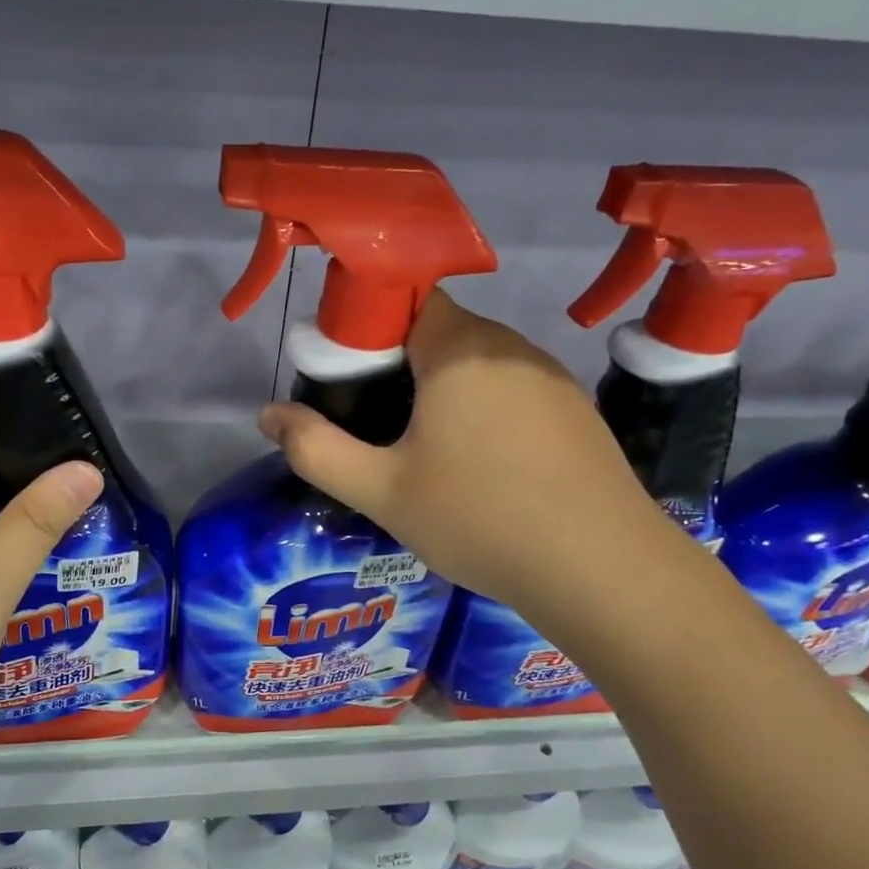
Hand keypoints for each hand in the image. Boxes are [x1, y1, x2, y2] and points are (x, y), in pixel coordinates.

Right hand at [259, 291, 667, 637]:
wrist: (600, 569)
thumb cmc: (479, 519)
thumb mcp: (381, 491)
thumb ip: (315, 450)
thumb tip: (268, 414)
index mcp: (460, 350)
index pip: (407, 298)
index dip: (370, 327)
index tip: (350, 377)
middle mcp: (510, 347)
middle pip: (442, 331)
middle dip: (402, 365)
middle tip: (376, 424)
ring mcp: (551, 377)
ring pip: (479, 363)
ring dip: (445, 390)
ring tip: (426, 451)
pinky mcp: (576, 410)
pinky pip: (514, 390)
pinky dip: (485, 410)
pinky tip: (483, 467)